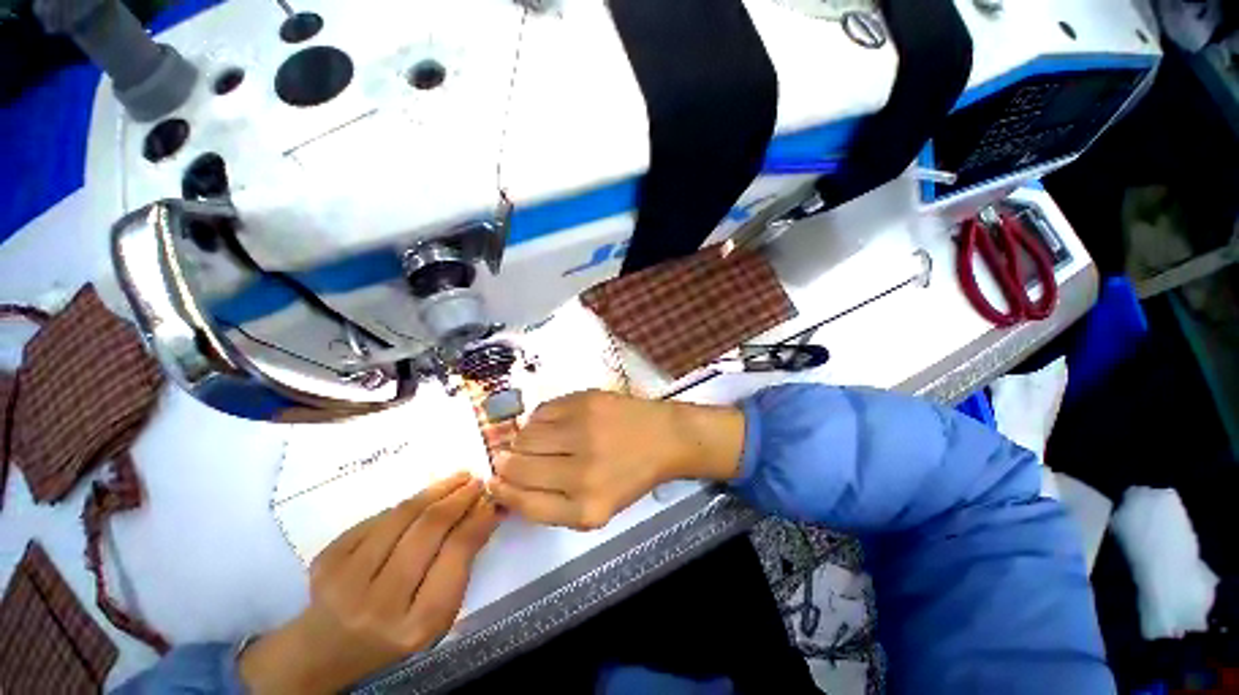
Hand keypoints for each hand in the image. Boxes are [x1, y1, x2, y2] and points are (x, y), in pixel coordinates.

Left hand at [239, 473, 501, 693]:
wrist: (327, 649)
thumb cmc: (396, 632)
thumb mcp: (439, 613)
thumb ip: (462, 563)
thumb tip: (487, 512)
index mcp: (417, 623)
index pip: (455, 554)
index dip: (477, 519)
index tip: (491, 500)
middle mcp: (379, 603)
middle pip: (427, 530)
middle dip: (458, 498)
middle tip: (477, 482)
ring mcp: (345, 580)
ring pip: (401, 516)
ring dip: (436, 491)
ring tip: (457, 479)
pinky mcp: (326, 559)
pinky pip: (377, 518)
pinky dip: (405, 506)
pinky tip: (420, 502)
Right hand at [489, 390, 744, 530]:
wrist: (663, 437)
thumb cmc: (630, 475)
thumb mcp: (596, 507)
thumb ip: (551, 503)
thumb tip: (505, 481)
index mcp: (586, 508)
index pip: (523, 502)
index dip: (502, 490)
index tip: (495, 480)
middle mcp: (582, 471)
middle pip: (518, 466)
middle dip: (508, 463)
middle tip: (513, 457)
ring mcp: (584, 431)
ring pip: (525, 435)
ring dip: (524, 440)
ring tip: (541, 440)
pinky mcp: (586, 401)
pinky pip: (541, 411)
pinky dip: (539, 419)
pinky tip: (556, 424)